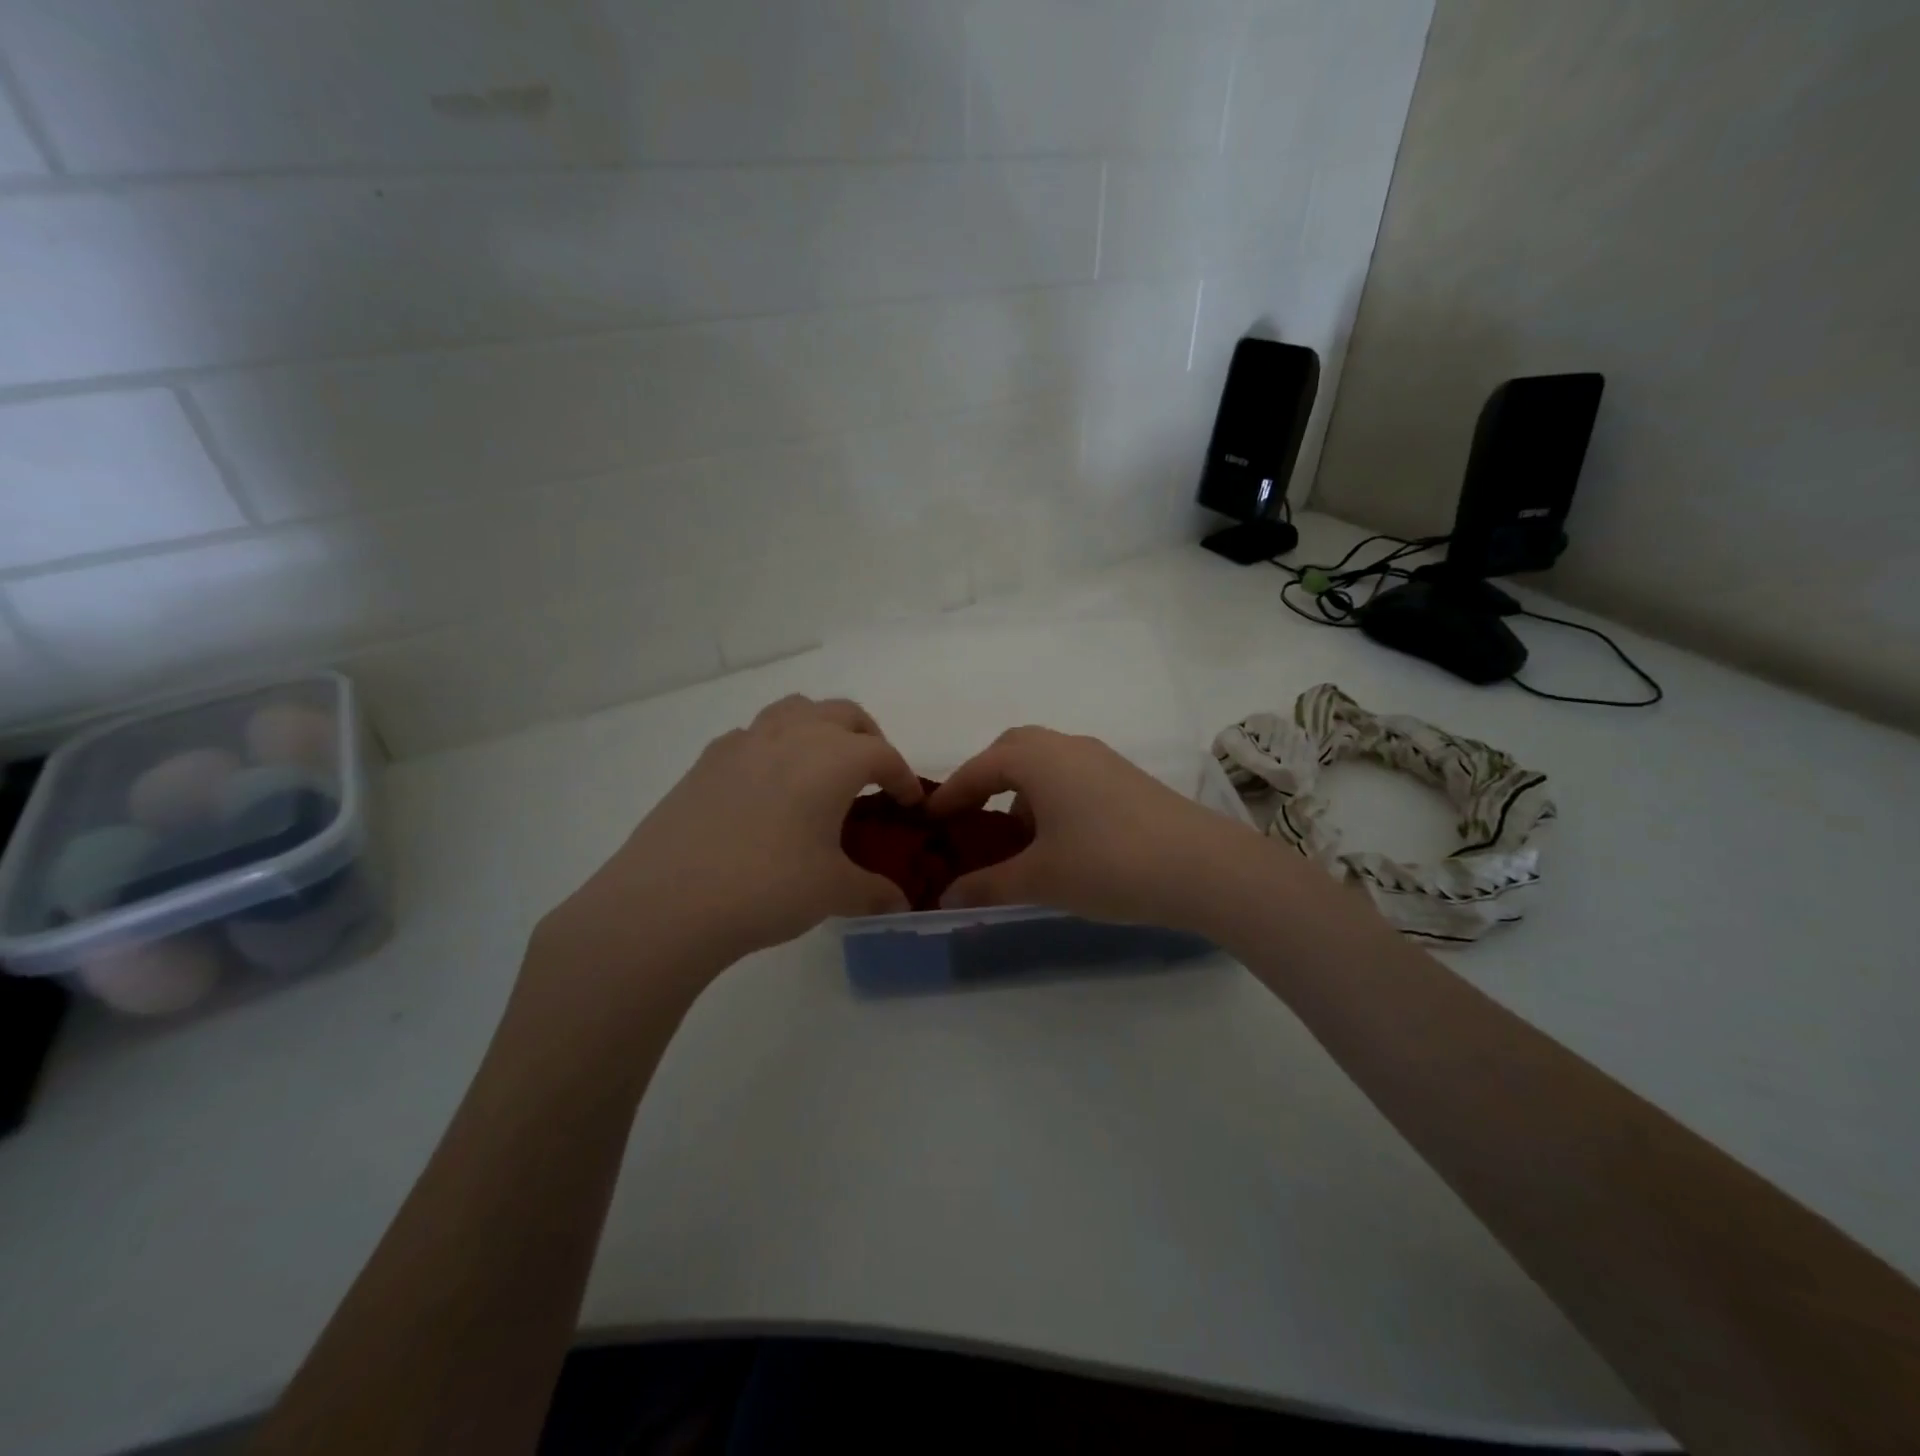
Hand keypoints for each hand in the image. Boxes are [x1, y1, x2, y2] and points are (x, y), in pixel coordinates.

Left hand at [536, 696, 921, 987]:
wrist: (667, 901)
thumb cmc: (767, 888)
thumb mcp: (833, 892)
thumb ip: (874, 892)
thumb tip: (900, 904)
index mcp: (833, 758)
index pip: (884, 754)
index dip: (903, 778)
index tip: (910, 804)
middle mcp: (792, 735)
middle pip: (844, 714)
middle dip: (868, 739)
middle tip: (873, 778)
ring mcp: (744, 742)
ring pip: (795, 710)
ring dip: (820, 729)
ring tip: (822, 768)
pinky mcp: (707, 760)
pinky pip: (754, 735)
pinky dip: (775, 746)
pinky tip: (768, 787)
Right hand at [926, 727, 1266, 933]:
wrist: (1204, 867)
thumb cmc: (1108, 864)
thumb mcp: (1040, 879)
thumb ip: (987, 886)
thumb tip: (945, 896)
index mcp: (1037, 759)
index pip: (979, 769)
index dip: (950, 796)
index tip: (928, 820)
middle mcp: (1067, 746)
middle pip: (1012, 750)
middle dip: (985, 780)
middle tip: (969, 817)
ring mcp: (1102, 759)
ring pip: (1046, 762)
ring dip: (1021, 790)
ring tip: (1015, 837)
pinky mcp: (1128, 779)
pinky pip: (1072, 776)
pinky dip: (1051, 797)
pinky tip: (1059, 839)